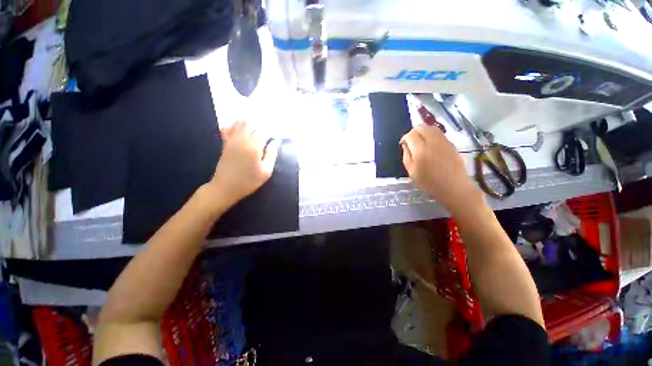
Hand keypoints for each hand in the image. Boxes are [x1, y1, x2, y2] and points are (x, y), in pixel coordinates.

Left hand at [208, 121, 278, 206]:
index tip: (276, 133)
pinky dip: (235, 124)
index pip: (264, 132)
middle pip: (251, 123)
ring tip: (256, 123)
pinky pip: (229, 128)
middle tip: (267, 127)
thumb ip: (272, 155)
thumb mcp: (266, 172)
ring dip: (249, 121)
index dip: (272, 131)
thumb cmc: (248, 181)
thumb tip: (276, 141)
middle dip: (260, 122)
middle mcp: (242, 139)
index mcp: (254, 147)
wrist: (225, 187)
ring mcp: (232, 140)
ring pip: (239, 123)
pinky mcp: (225, 143)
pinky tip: (240, 125)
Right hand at [400, 125, 482, 212]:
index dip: (405, 137)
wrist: (454, 188)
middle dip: (414, 131)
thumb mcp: (411, 171)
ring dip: (423, 131)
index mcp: (421, 150)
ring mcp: (444, 142)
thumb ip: (406, 156)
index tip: (403, 144)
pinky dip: (432, 135)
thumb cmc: (429, 183)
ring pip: (432, 128)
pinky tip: (430, 145)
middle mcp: (433, 142)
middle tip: (411, 141)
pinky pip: (439, 134)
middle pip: (422, 127)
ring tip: (420, 141)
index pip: (411, 134)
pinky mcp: (451, 144)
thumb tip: (405, 144)